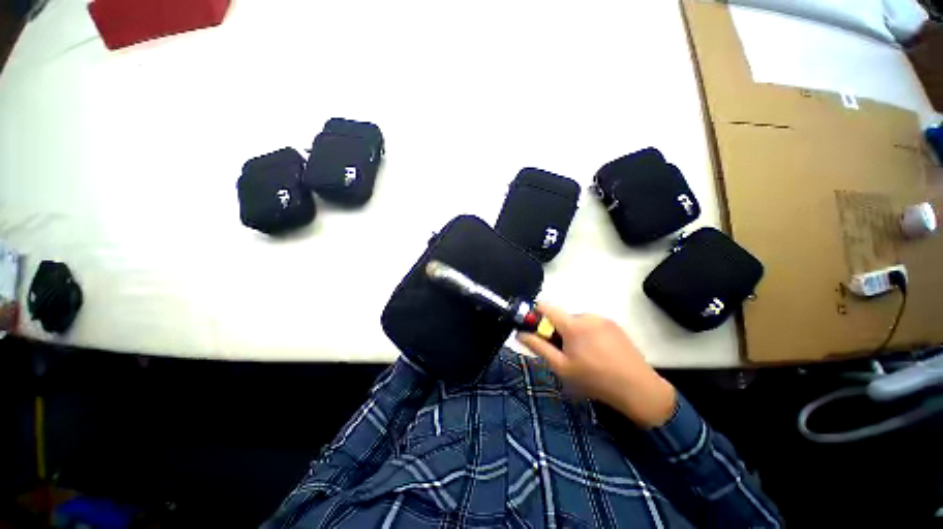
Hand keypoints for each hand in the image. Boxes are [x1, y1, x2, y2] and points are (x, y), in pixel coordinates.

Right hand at [517, 305, 676, 428]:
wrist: (638, 389)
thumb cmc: (594, 379)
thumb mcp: (561, 367)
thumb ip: (538, 347)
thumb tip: (520, 334)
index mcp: (572, 324)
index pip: (545, 307)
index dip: (536, 315)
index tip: (536, 329)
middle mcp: (587, 315)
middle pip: (562, 316)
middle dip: (557, 330)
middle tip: (564, 352)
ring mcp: (603, 319)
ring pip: (577, 320)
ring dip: (573, 332)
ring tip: (584, 355)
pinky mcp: (614, 324)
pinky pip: (591, 323)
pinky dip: (587, 333)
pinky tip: (597, 352)